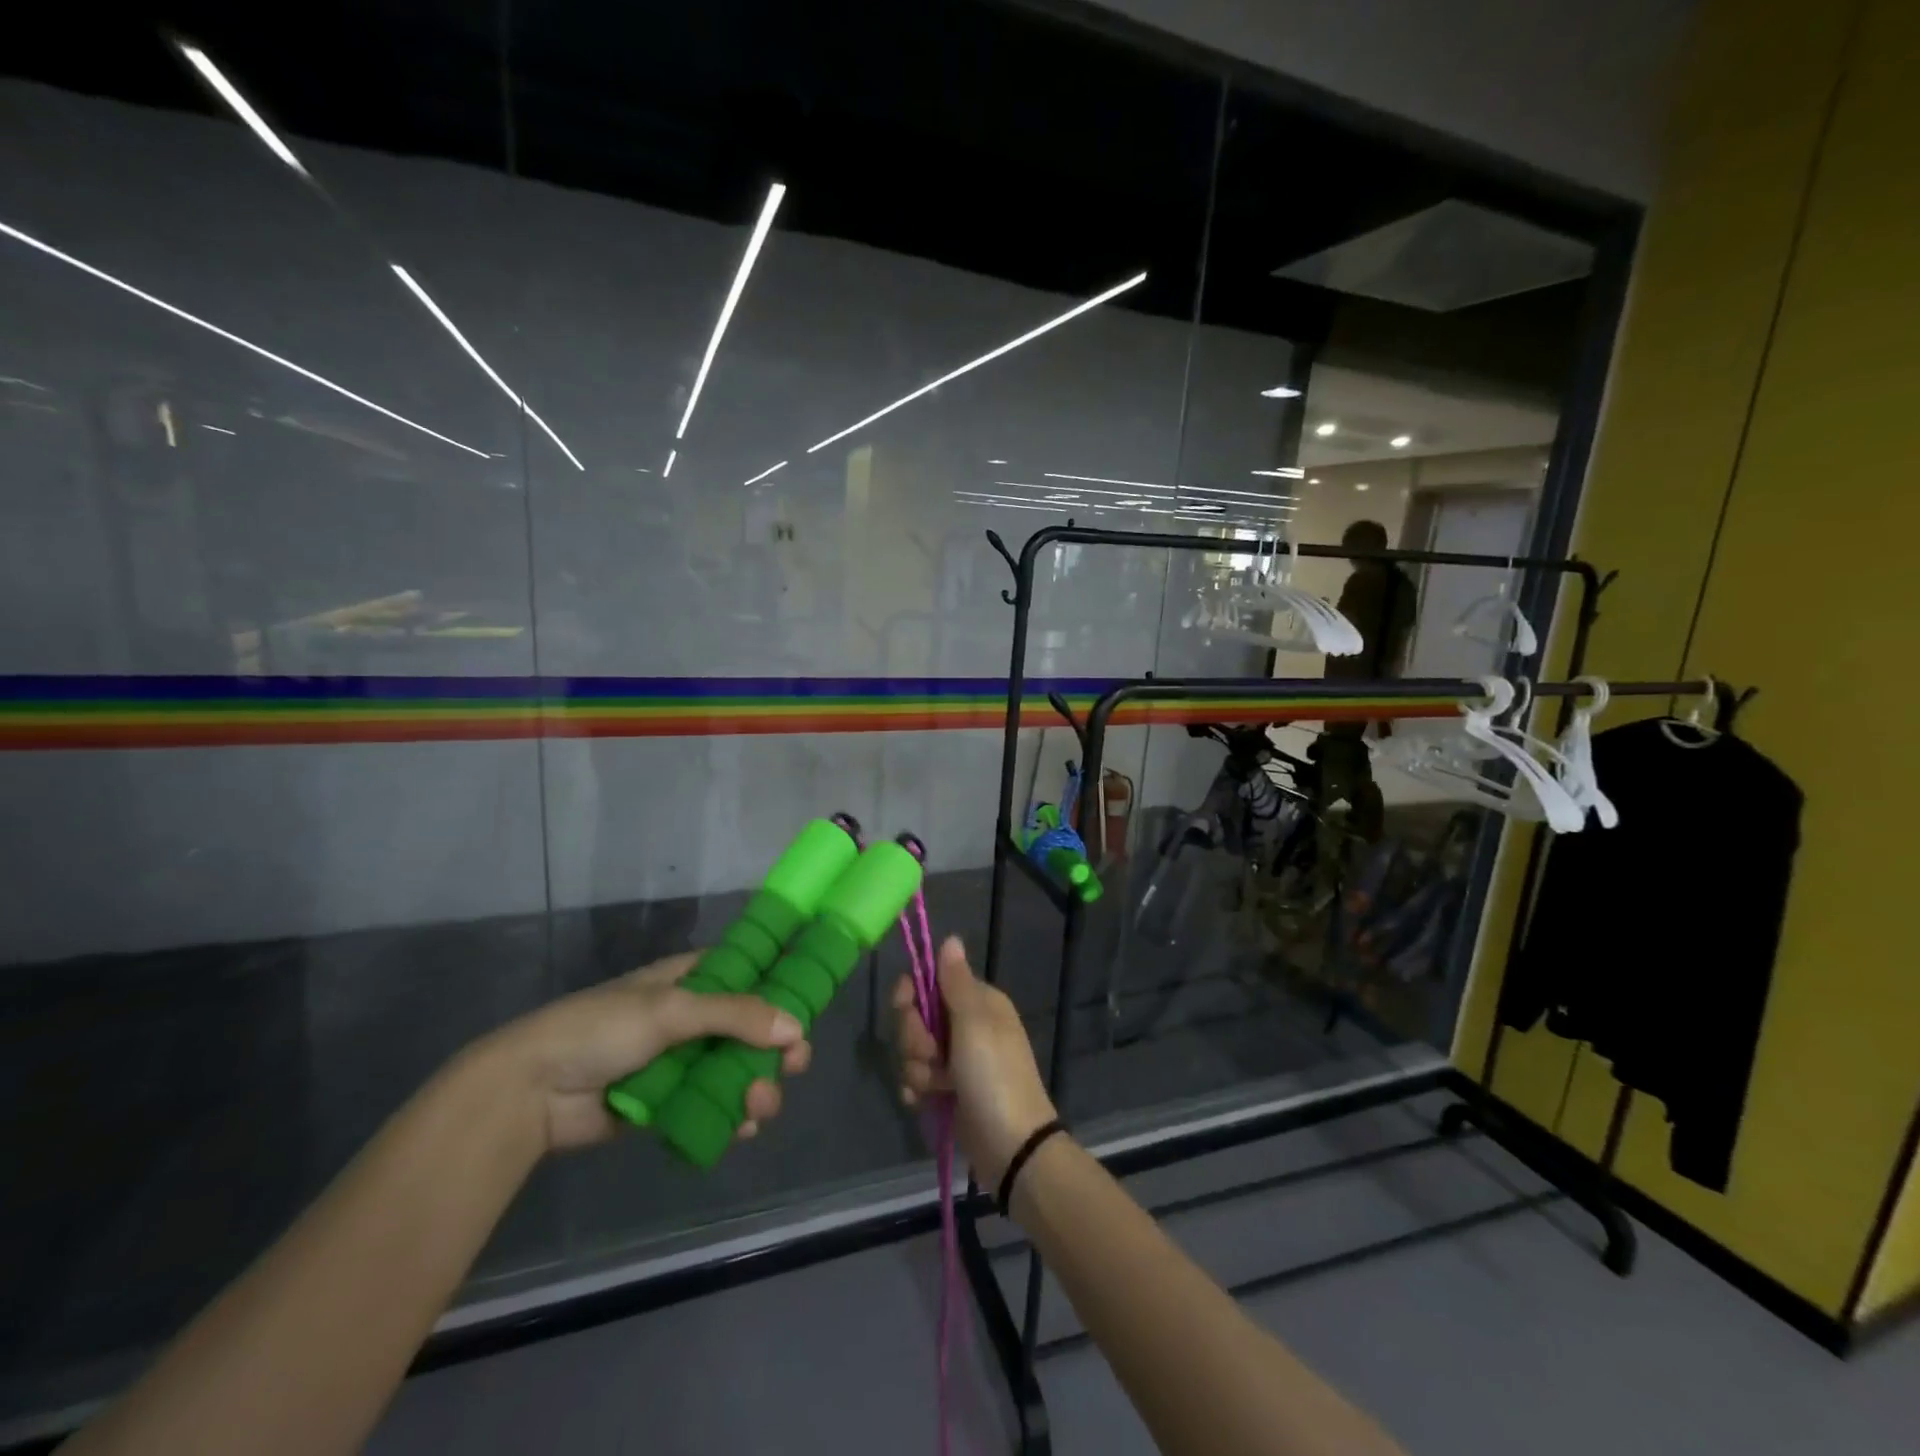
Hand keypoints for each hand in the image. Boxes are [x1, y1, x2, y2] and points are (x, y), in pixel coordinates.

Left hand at [478, 953, 811, 1152]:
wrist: (531, 1092)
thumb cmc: (601, 1029)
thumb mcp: (671, 1010)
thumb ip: (735, 1015)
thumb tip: (796, 1029)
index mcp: (692, 979)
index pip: (750, 974)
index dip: (782, 988)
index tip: (809, 1007)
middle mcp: (694, 1017)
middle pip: (752, 1028)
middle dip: (776, 1048)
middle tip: (793, 1065)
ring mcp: (682, 1062)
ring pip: (738, 1070)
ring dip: (757, 1086)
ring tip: (759, 1105)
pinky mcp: (671, 1104)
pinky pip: (715, 1106)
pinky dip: (733, 1116)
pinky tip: (742, 1127)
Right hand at [893, 936, 1057, 1185]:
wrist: (1011, 1147)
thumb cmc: (993, 1076)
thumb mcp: (974, 1023)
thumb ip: (956, 982)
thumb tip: (951, 938)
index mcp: (978, 1002)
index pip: (931, 981)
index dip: (912, 993)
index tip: (905, 1005)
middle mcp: (968, 1026)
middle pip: (917, 1016)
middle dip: (914, 1037)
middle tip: (932, 1056)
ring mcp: (957, 1060)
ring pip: (914, 1050)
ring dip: (917, 1069)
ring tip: (937, 1086)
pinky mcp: (948, 1091)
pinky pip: (917, 1079)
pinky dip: (917, 1090)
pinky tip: (924, 1102)